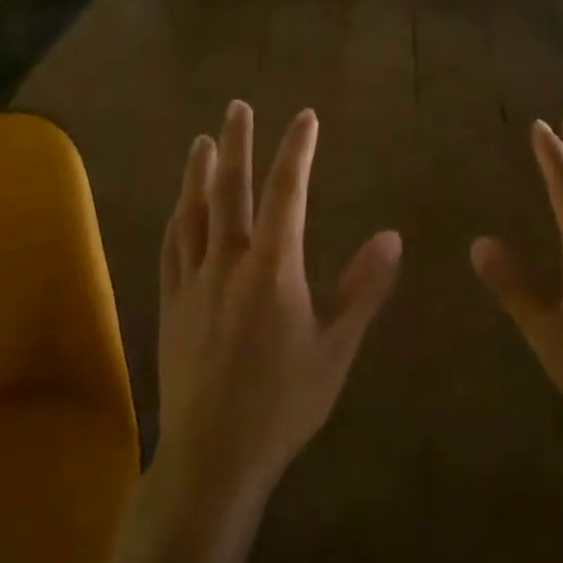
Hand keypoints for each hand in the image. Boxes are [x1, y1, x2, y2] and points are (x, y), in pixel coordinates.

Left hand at [158, 101, 402, 504]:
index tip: (305, 118)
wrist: (214, 455)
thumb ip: (363, 290)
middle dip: (237, 144)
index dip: (296, 151)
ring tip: (203, 141)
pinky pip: (171, 247)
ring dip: (198, 172)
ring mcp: (193, 283)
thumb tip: (391, 237)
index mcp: (272, 270)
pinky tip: (179, 207)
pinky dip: (178, 217)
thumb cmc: (284, 403)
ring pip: (193, 212)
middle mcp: (227, 264)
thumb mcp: (336, 349)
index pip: (286, 194)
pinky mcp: (170, 305)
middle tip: (238, 106)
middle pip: (229, 190)